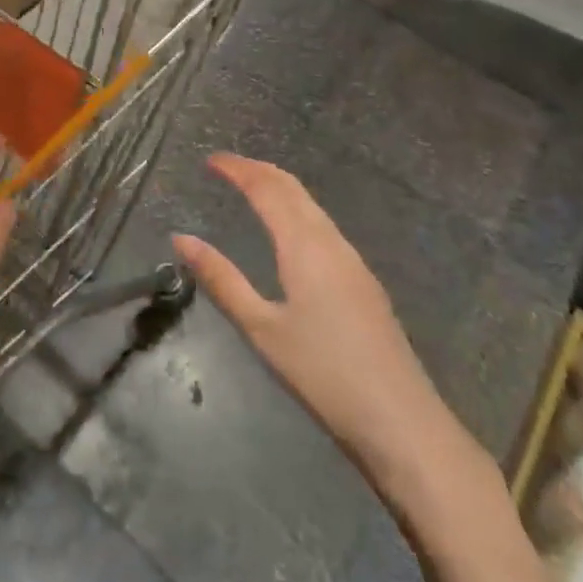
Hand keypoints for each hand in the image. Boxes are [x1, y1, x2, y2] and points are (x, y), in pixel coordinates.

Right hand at [173, 154, 440, 466]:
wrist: (401, 421)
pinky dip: (297, 210)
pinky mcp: (363, 281)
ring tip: (252, 188)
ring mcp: (353, 261)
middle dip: (259, 170)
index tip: (210, 160)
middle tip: (227, 167)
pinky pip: (324, 226)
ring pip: (312, 206)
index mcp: (304, 245)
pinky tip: (291, 231)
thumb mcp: (261, 329)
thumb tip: (181, 238)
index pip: (266, 189)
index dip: (237, 169)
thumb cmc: (323, 373)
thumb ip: (221, 280)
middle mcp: (331, 242)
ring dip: (280, 188)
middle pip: (293, 189)